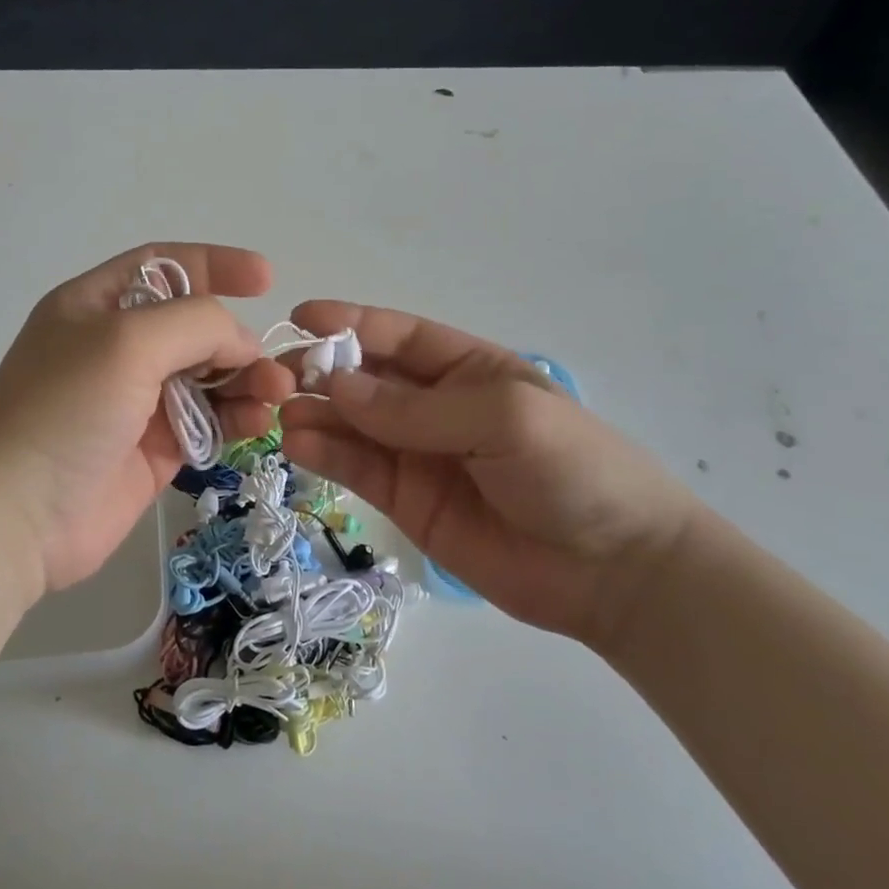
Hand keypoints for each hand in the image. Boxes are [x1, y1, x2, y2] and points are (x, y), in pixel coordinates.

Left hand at [0, 245, 294, 598]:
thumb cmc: (64, 410)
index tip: (266, 278)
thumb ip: (196, 324)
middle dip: (237, 339)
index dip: (214, 265)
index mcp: (97, 305)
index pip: (165, 267)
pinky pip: (208, 423)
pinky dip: (237, 419)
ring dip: (246, 381)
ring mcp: (136, 402)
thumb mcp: (127, 341)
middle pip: (194, 327)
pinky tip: (257, 423)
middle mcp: (117, 348)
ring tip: (275, 395)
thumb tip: (241, 344)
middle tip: (273, 366)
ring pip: (208, 377)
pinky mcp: (154, 450)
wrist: (14, 517)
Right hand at [278, 302, 700, 649]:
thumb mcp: (503, 419)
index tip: (301, 317)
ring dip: (315, 414)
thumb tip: (337, 384)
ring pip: (353, 425)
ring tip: (280, 415)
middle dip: (322, 370)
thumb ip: (416, 408)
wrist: (613, 571)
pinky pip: (357, 469)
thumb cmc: (573, 471)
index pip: (400, 336)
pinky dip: (324, 454)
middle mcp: (436, 407)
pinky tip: (297, 445)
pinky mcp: (405, 501)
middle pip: (367, 379)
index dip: (351, 323)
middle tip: (276, 377)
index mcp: (469, 370)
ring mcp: (418, 455)